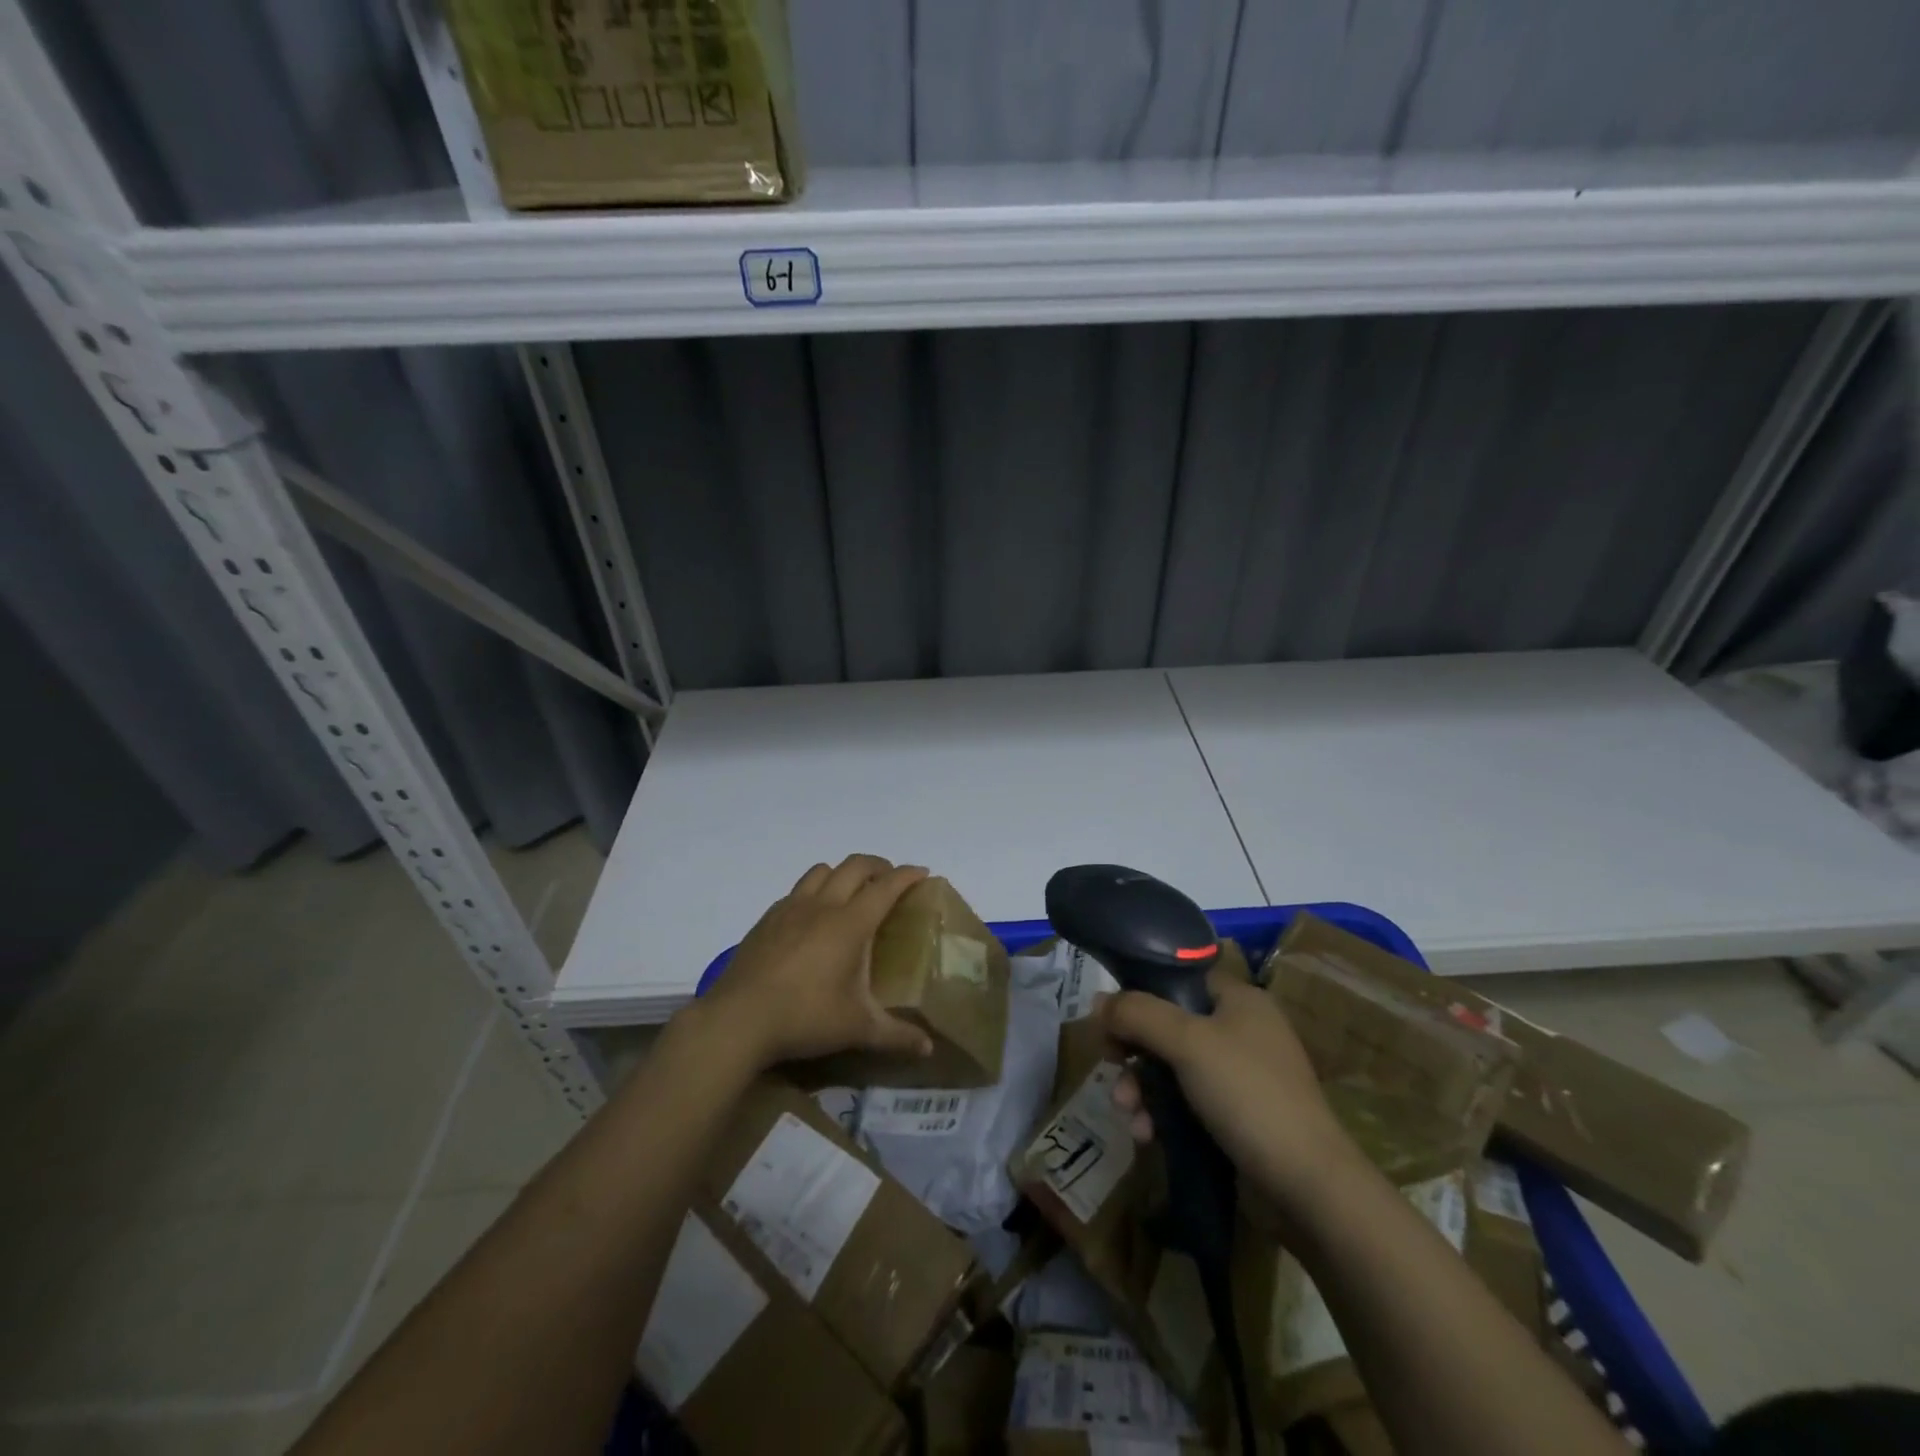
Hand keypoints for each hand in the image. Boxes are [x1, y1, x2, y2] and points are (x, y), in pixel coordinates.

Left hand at [699, 855, 934, 1069]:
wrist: (738, 1019)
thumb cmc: (806, 1017)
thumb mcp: (857, 1029)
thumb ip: (896, 1036)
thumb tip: (928, 1049)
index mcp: (851, 923)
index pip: (886, 886)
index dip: (907, 875)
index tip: (922, 873)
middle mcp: (823, 905)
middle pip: (855, 866)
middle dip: (878, 865)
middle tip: (890, 881)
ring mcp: (791, 908)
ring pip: (822, 870)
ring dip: (843, 872)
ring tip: (851, 892)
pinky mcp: (767, 919)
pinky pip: (797, 890)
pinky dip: (814, 890)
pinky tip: (812, 917)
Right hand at [1100, 968, 1354, 1207]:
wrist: (1308, 1185)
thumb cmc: (1247, 1094)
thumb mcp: (1187, 1043)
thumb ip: (1138, 1014)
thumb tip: (1098, 1000)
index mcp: (1239, 1000)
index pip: (1179, 980)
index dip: (1140, 996)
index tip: (1110, 1022)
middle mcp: (1242, 1030)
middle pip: (1170, 1027)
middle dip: (1135, 1052)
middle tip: (1111, 1068)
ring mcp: (1242, 1076)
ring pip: (1174, 1068)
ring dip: (1143, 1089)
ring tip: (1127, 1114)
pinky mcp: (1239, 1117)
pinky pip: (1188, 1103)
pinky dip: (1163, 1115)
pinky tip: (1146, 1135)